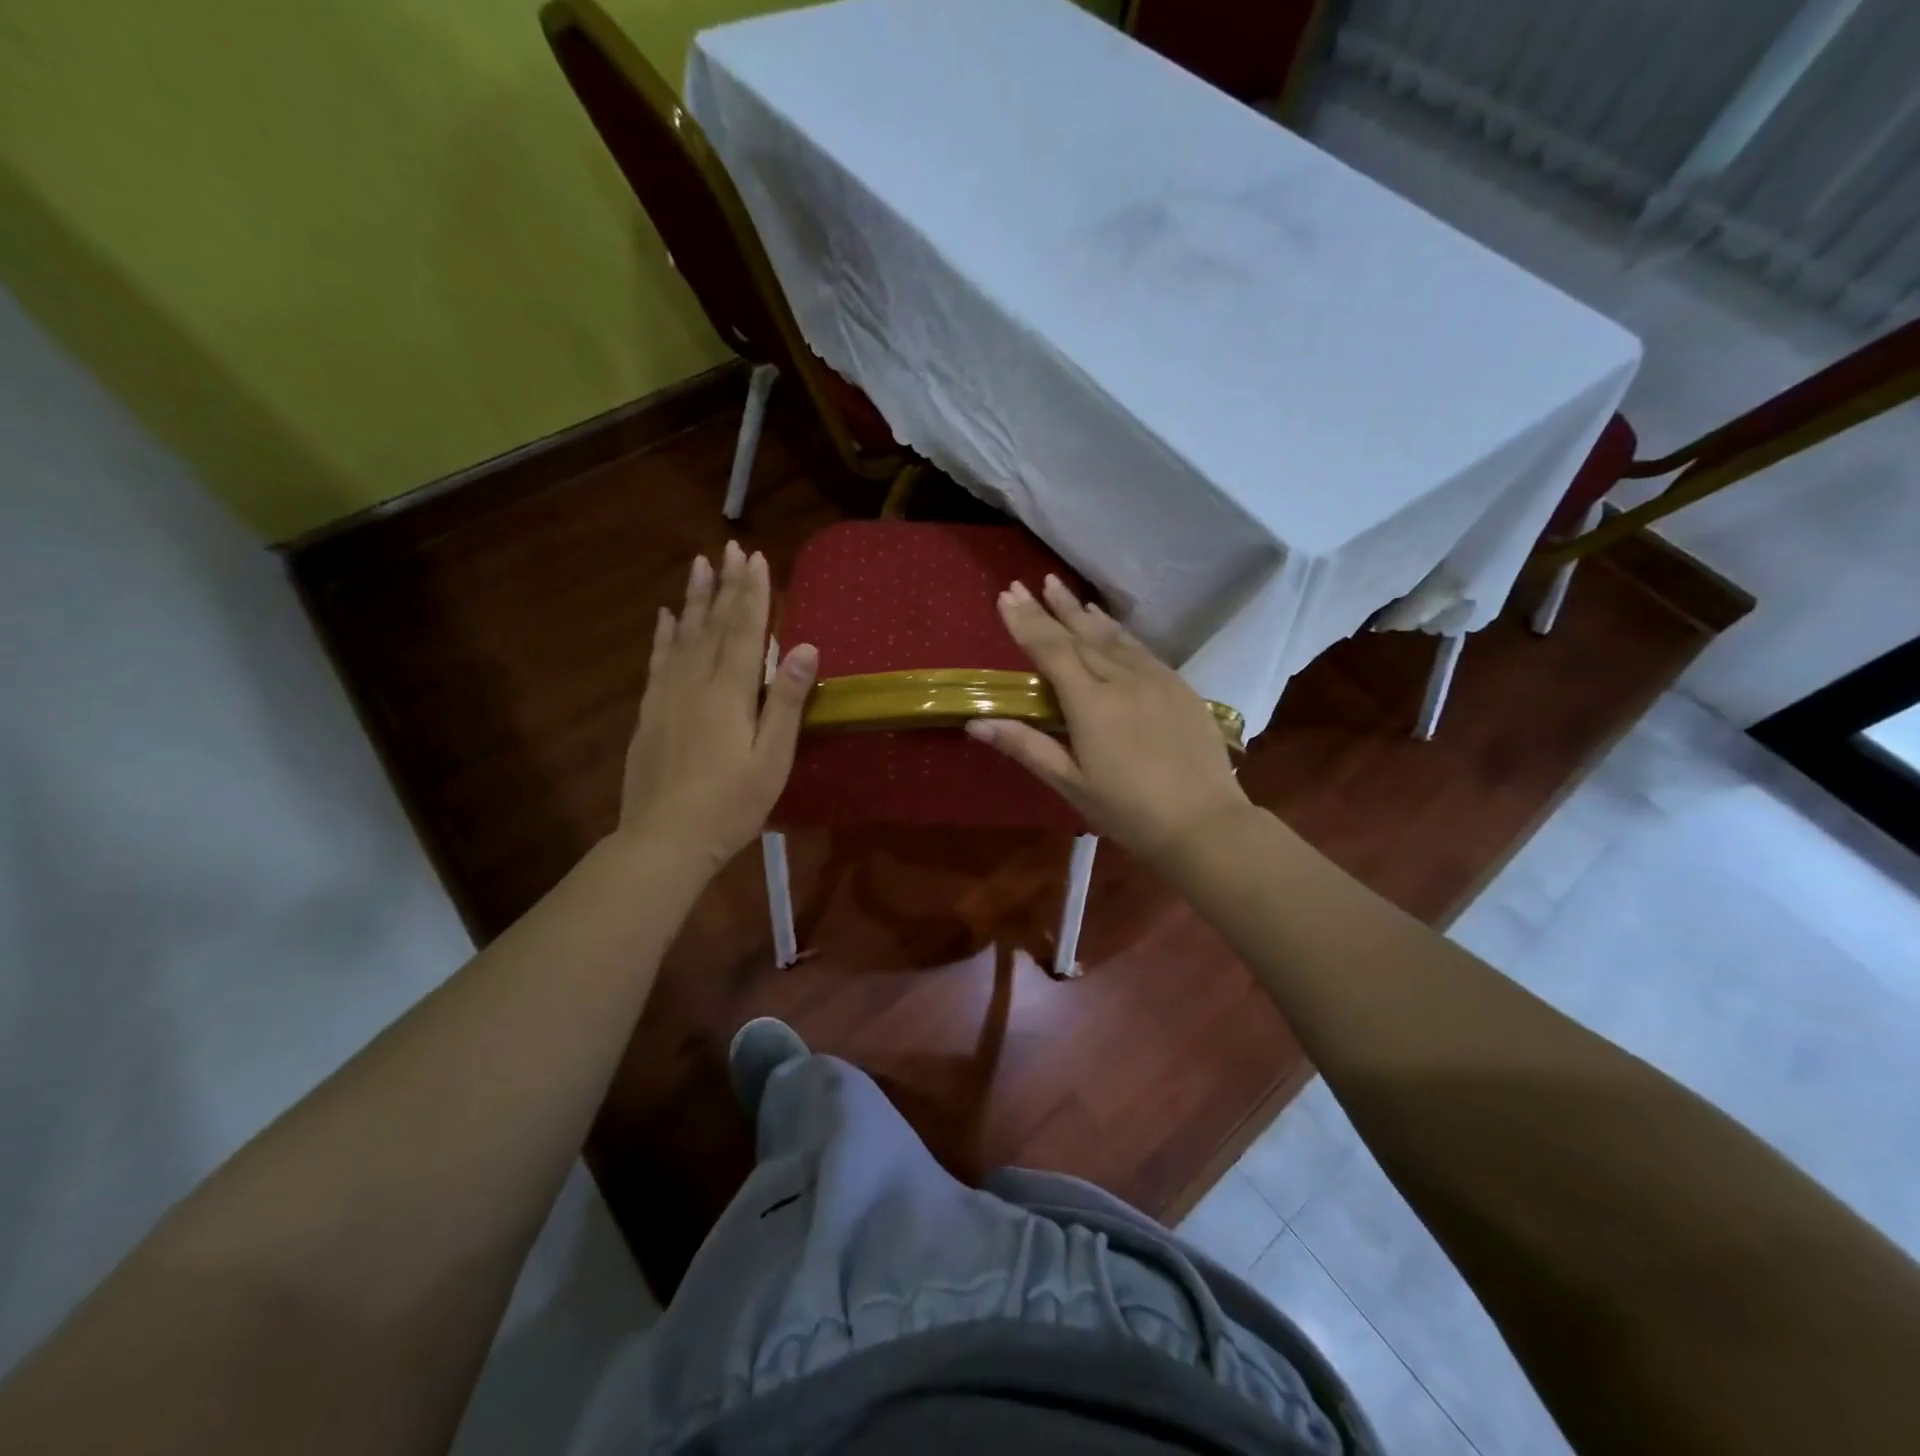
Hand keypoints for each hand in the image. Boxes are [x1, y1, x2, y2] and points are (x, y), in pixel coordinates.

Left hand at [619, 541, 816, 870]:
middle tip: (730, 547)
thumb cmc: (731, 804)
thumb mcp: (772, 758)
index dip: (753, 593)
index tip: (756, 558)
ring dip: (693, 598)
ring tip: (698, 565)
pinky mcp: (649, 712)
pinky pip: (657, 661)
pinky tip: (664, 617)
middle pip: (714, 624)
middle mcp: (696, 681)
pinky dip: (662, 635)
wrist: (664, 838)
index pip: (746, 630)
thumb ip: (788, 701)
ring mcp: (667, 695)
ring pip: (682, 635)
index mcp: (731, 692)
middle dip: (725, 584)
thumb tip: (807, 647)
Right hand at [965, 576, 1250, 866]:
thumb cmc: (1129, 811)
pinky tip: (1109, 624)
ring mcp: (1155, 678)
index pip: (1051, 650)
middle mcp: (1122, 679)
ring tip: (1061, 588)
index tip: (1006, 596)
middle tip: (1026, 583)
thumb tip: (976, 721)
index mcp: (1091, 703)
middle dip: (1050, 608)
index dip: (1026, 622)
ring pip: (1112, 636)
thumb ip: (1026, 746)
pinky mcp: (1179, 686)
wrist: (1205, 822)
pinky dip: (1117, 630)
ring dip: (1082, 611)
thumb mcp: (1070, 784)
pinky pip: (1140, 647)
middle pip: (1080, 635)